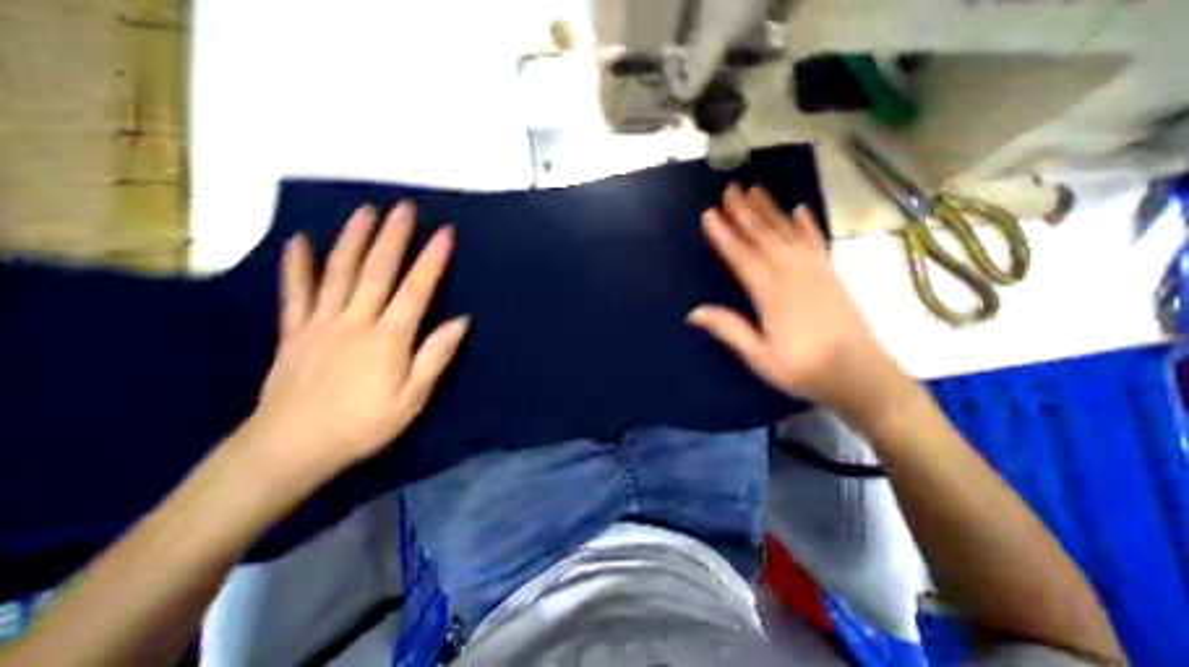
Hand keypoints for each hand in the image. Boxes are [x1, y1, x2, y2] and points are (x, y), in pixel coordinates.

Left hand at [238, 202, 467, 485]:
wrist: (290, 448)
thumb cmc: (363, 425)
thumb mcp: (412, 399)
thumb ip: (435, 357)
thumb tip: (460, 322)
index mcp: (388, 338)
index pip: (416, 289)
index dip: (432, 260)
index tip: (445, 233)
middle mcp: (356, 321)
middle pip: (377, 270)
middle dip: (394, 236)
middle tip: (405, 208)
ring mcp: (321, 323)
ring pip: (338, 272)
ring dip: (353, 239)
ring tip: (366, 212)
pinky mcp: (294, 331)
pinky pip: (295, 293)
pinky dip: (296, 265)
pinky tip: (299, 241)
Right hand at [684, 181, 897, 412]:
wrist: (861, 376)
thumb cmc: (804, 370)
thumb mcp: (760, 358)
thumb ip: (729, 331)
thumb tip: (693, 312)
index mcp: (772, 295)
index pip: (742, 258)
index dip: (724, 236)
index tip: (709, 214)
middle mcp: (794, 275)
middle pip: (764, 237)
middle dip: (744, 212)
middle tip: (729, 189)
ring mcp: (816, 271)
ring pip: (788, 233)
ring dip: (770, 210)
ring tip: (755, 190)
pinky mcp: (832, 274)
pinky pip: (816, 241)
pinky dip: (807, 224)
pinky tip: (799, 209)